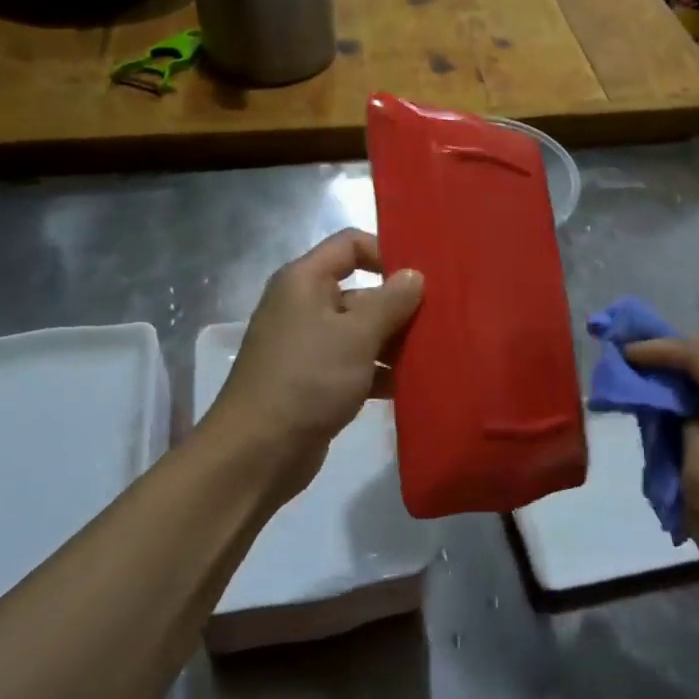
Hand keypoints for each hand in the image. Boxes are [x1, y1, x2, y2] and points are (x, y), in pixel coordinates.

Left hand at [203, 230, 422, 509]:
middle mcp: (304, 306)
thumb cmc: (307, 379)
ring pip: (361, 332)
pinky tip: (411, 385)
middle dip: (399, 306)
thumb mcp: (356, 335)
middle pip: (361, 291)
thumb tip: (415, 275)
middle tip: (442, 321)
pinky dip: (379, 372)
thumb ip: (390, 302)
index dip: (386, 253)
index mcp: (305, 281)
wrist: (257, 453)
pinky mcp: (315, 381)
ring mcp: (308, 346)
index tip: (422, 277)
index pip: (350, 245)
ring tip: (434, 354)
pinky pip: (355, 364)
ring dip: (394, 342)